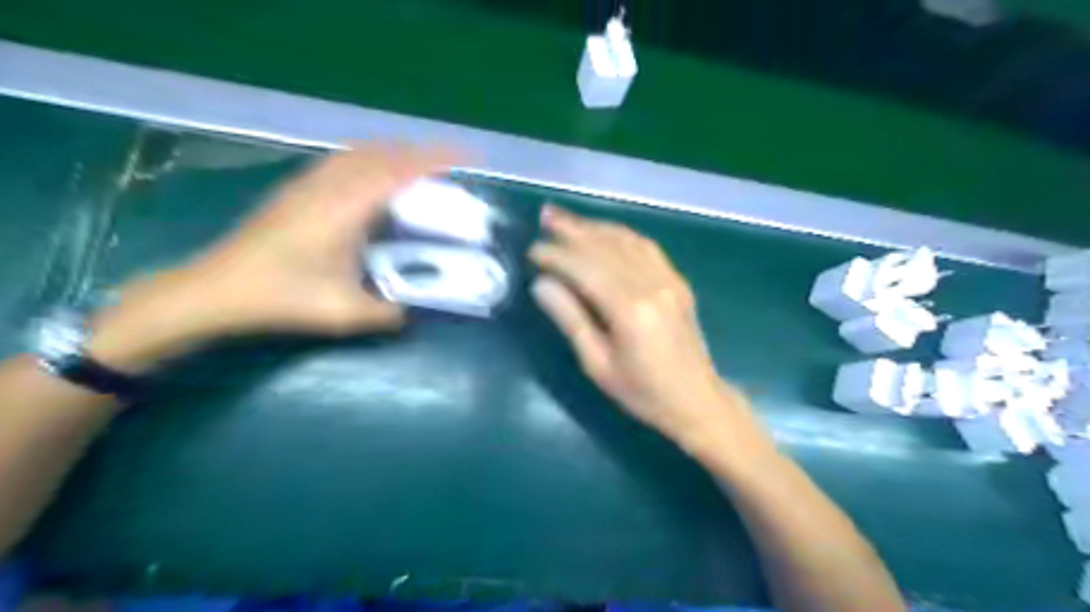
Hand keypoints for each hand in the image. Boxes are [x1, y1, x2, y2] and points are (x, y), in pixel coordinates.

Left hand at [84, 143, 455, 372]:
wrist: (215, 290)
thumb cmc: (281, 298)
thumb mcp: (343, 313)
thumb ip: (388, 312)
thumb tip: (413, 310)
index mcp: (346, 208)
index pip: (400, 170)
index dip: (436, 160)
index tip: (468, 157)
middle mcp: (329, 185)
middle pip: (383, 152)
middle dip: (421, 153)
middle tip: (450, 168)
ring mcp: (309, 183)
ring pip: (361, 152)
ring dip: (394, 153)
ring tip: (418, 170)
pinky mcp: (296, 189)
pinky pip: (344, 160)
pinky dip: (371, 160)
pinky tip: (374, 180)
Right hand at [528, 205, 748, 445]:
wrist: (697, 401)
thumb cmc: (642, 392)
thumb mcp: (597, 364)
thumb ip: (570, 319)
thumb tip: (541, 283)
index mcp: (629, 310)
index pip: (585, 268)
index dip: (556, 255)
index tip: (532, 251)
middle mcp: (651, 285)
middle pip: (605, 246)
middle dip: (572, 230)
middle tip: (545, 216)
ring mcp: (669, 279)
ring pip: (627, 240)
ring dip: (595, 226)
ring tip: (567, 218)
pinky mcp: (678, 282)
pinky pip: (647, 247)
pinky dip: (621, 234)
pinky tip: (605, 232)